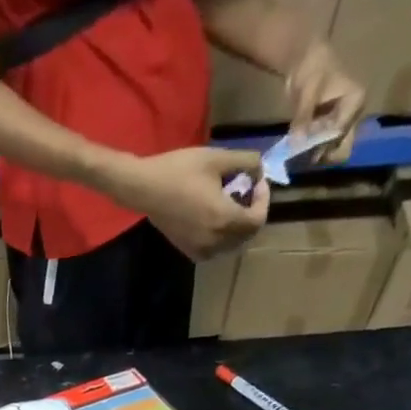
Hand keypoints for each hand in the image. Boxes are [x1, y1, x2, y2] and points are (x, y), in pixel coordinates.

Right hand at [107, 147, 269, 260]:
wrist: (146, 189)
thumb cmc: (181, 171)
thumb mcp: (218, 157)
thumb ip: (247, 162)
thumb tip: (259, 170)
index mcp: (224, 218)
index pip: (257, 220)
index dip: (263, 201)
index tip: (257, 182)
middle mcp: (214, 240)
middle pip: (246, 236)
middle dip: (252, 214)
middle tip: (247, 194)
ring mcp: (199, 248)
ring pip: (230, 246)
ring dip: (237, 229)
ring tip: (232, 207)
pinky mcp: (187, 249)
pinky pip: (213, 251)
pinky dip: (220, 239)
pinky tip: (215, 222)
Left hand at [285, 40, 365, 163]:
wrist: (306, 61)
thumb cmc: (313, 68)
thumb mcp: (308, 92)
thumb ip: (303, 117)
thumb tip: (296, 143)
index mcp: (355, 101)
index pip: (339, 132)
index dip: (320, 144)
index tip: (301, 147)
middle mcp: (352, 115)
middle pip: (341, 147)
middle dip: (321, 154)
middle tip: (300, 156)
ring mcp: (341, 123)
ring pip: (331, 150)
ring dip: (314, 155)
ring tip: (296, 155)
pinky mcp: (329, 128)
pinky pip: (321, 147)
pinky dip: (309, 152)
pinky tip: (296, 151)